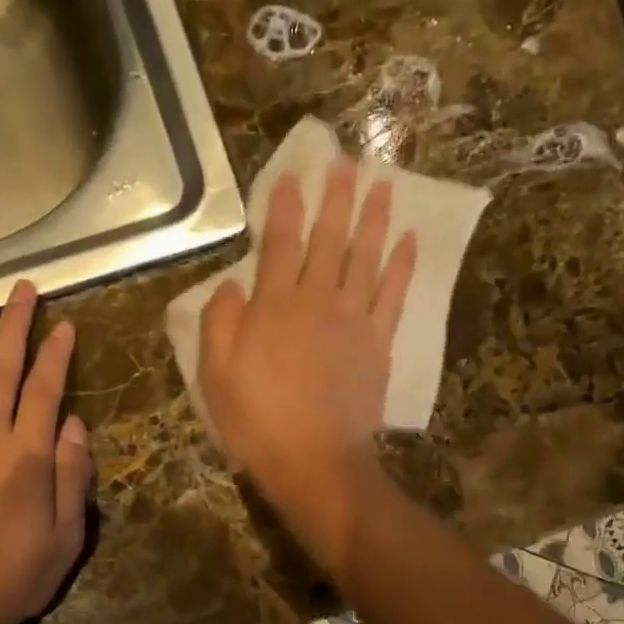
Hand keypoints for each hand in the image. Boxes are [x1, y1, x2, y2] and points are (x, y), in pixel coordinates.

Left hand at [0, 281, 92, 623]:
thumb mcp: (67, 537)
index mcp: (28, 460)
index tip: (64, 323)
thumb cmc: (17, 577)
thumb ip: (73, 478)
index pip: (46, 392)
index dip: (56, 355)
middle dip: (14, 326)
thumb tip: (75, 426)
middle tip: (22, 288)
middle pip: (1, 371)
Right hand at [199, 158, 415, 563]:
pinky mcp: (379, 343)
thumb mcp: (216, 375)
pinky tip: (408, 239)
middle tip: (347, 162)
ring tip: (382, 183)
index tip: (293, 174)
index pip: (280, 243)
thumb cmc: (257, 420)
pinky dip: (401, 265)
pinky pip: (394, 294)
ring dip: (373, 217)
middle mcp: (317, 300)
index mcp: (273, 306)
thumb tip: (231, 283)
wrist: (314, 460)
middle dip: (336, 198)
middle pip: (329, 239)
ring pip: (365, 256)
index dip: (286, 206)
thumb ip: (220, 323)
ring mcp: (354, 320)